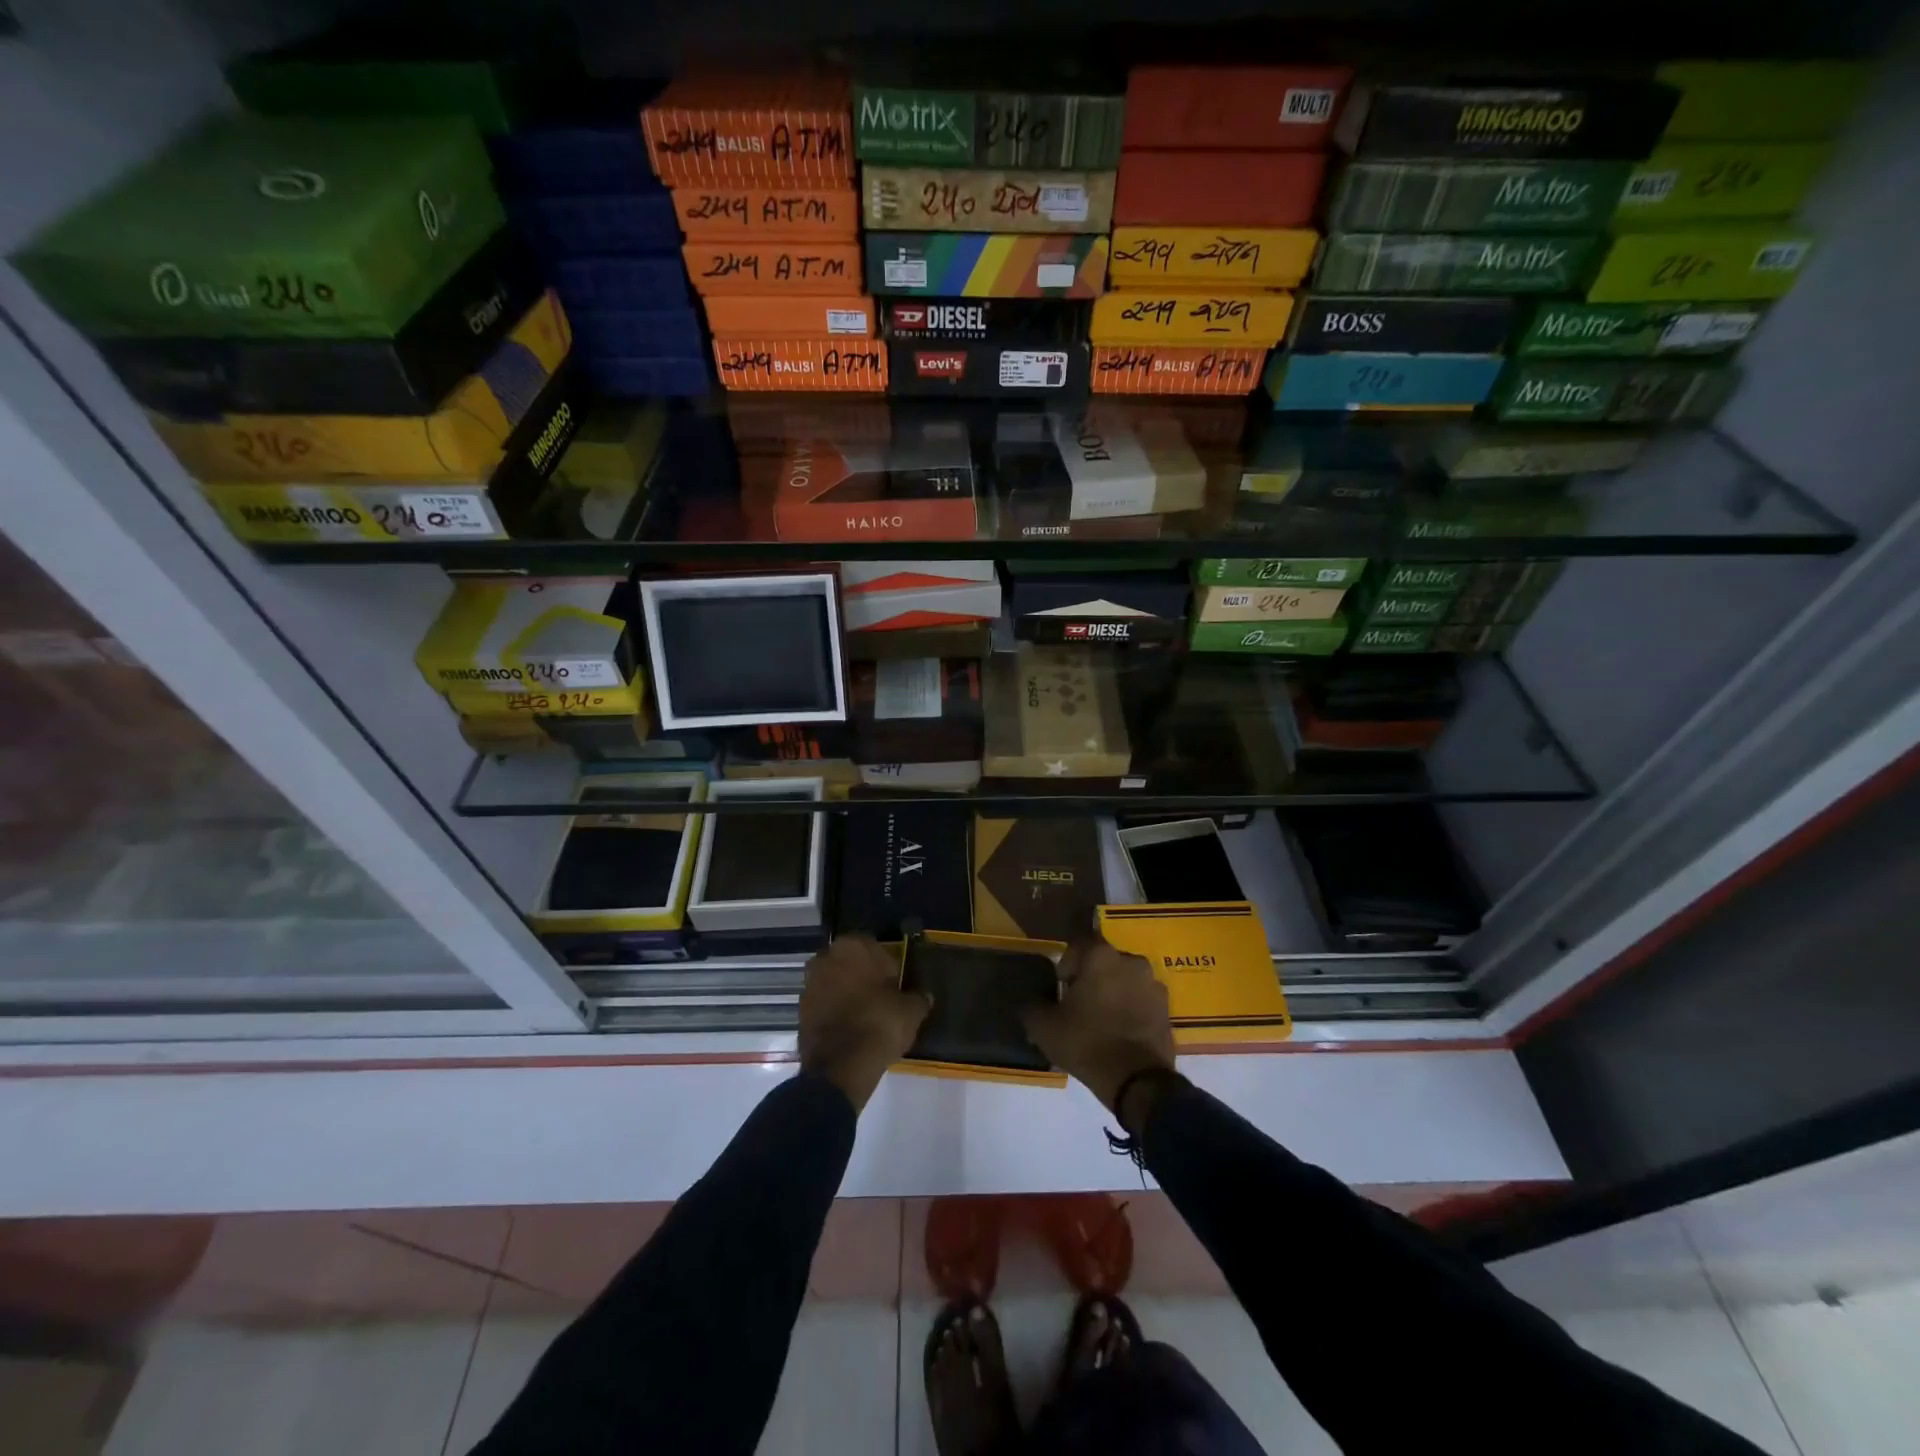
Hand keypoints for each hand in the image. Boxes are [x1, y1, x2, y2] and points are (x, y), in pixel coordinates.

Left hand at [799, 935, 930, 1111]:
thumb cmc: (879, 1024)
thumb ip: (918, 997)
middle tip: (881, 998)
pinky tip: (850, 1029)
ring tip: (865, 1016)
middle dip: (862, 976)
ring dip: (847, 993)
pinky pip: (824, 1004)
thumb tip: (923, 996)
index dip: (886, 966)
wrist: (840, 1066)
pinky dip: (835, 1011)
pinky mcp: (800, 1010)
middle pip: (850, 963)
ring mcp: (809, 983)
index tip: (895, 984)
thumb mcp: (911, 1011)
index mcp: (853, 946)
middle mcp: (826, 957)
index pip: (874, 947)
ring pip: (835, 982)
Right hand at [1021, 937, 1175, 1114]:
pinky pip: (1142, 1001)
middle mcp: (1131, 961)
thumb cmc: (1086, 1042)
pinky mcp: (1167, 1010)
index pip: (1079, 945)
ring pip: (1126, 980)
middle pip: (1105, 962)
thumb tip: (1031, 1004)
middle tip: (1079, 1003)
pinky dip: (1131, 1009)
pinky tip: (1120, 1033)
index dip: (1067, 964)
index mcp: (1101, 956)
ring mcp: (1154, 985)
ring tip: (1101, 1020)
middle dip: (1092, 978)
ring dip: (1114, 992)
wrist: (1137, 1080)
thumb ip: (1033, 1008)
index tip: (1061, 987)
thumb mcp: (1045, 1027)